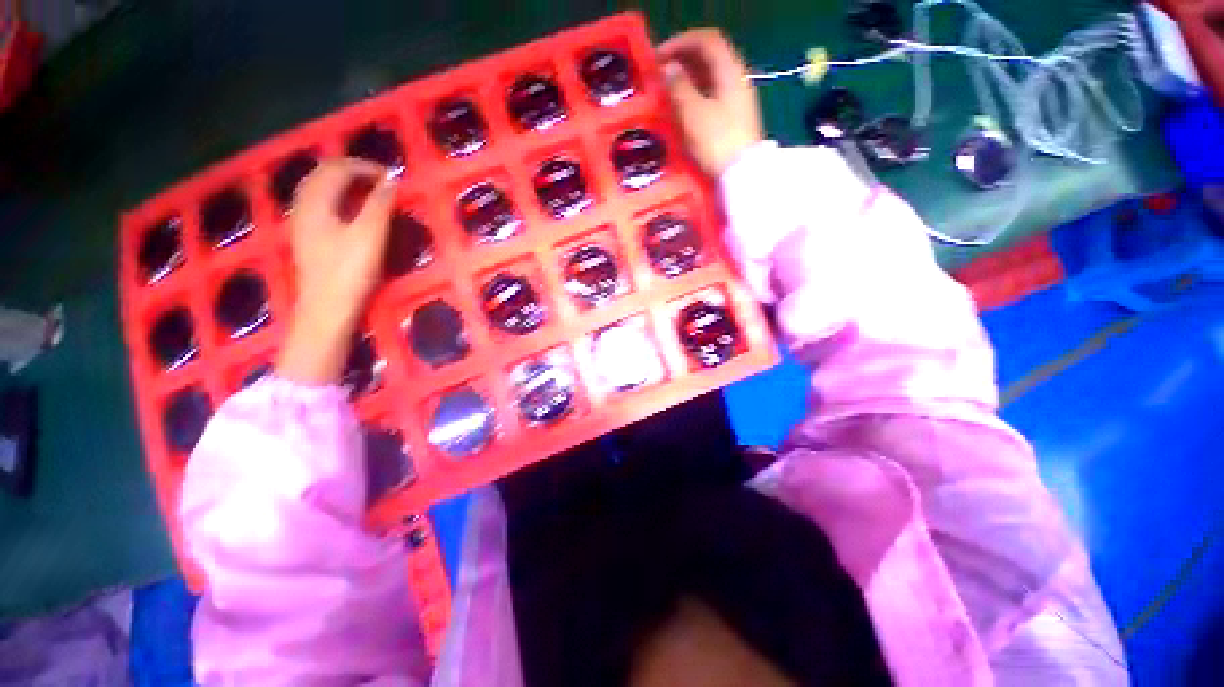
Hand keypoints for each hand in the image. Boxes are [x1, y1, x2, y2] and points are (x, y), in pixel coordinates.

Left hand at [276, 158, 395, 385]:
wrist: (327, 309)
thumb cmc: (349, 272)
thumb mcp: (370, 237)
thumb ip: (379, 206)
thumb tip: (392, 181)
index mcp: (317, 203)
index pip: (338, 170)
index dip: (365, 167)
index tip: (391, 177)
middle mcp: (304, 207)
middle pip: (322, 174)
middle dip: (351, 170)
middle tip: (380, 179)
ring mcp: (302, 223)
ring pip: (317, 188)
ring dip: (342, 182)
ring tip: (367, 190)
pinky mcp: (307, 238)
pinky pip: (317, 203)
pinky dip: (335, 196)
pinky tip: (348, 209)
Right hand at [658, 29, 763, 178]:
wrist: (742, 175)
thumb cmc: (717, 142)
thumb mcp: (693, 113)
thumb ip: (679, 87)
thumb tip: (668, 69)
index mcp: (729, 71)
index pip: (706, 40)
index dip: (680, 42)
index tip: (659, 57)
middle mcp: (736, 79)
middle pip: (709, 58)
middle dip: (682, 61)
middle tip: (660, 74)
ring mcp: (737, 100)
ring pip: (710, 78)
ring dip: (687, 80)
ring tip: (667, 93)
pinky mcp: (734, 119)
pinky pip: (712, 96)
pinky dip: (695, 96)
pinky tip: (682, 110)